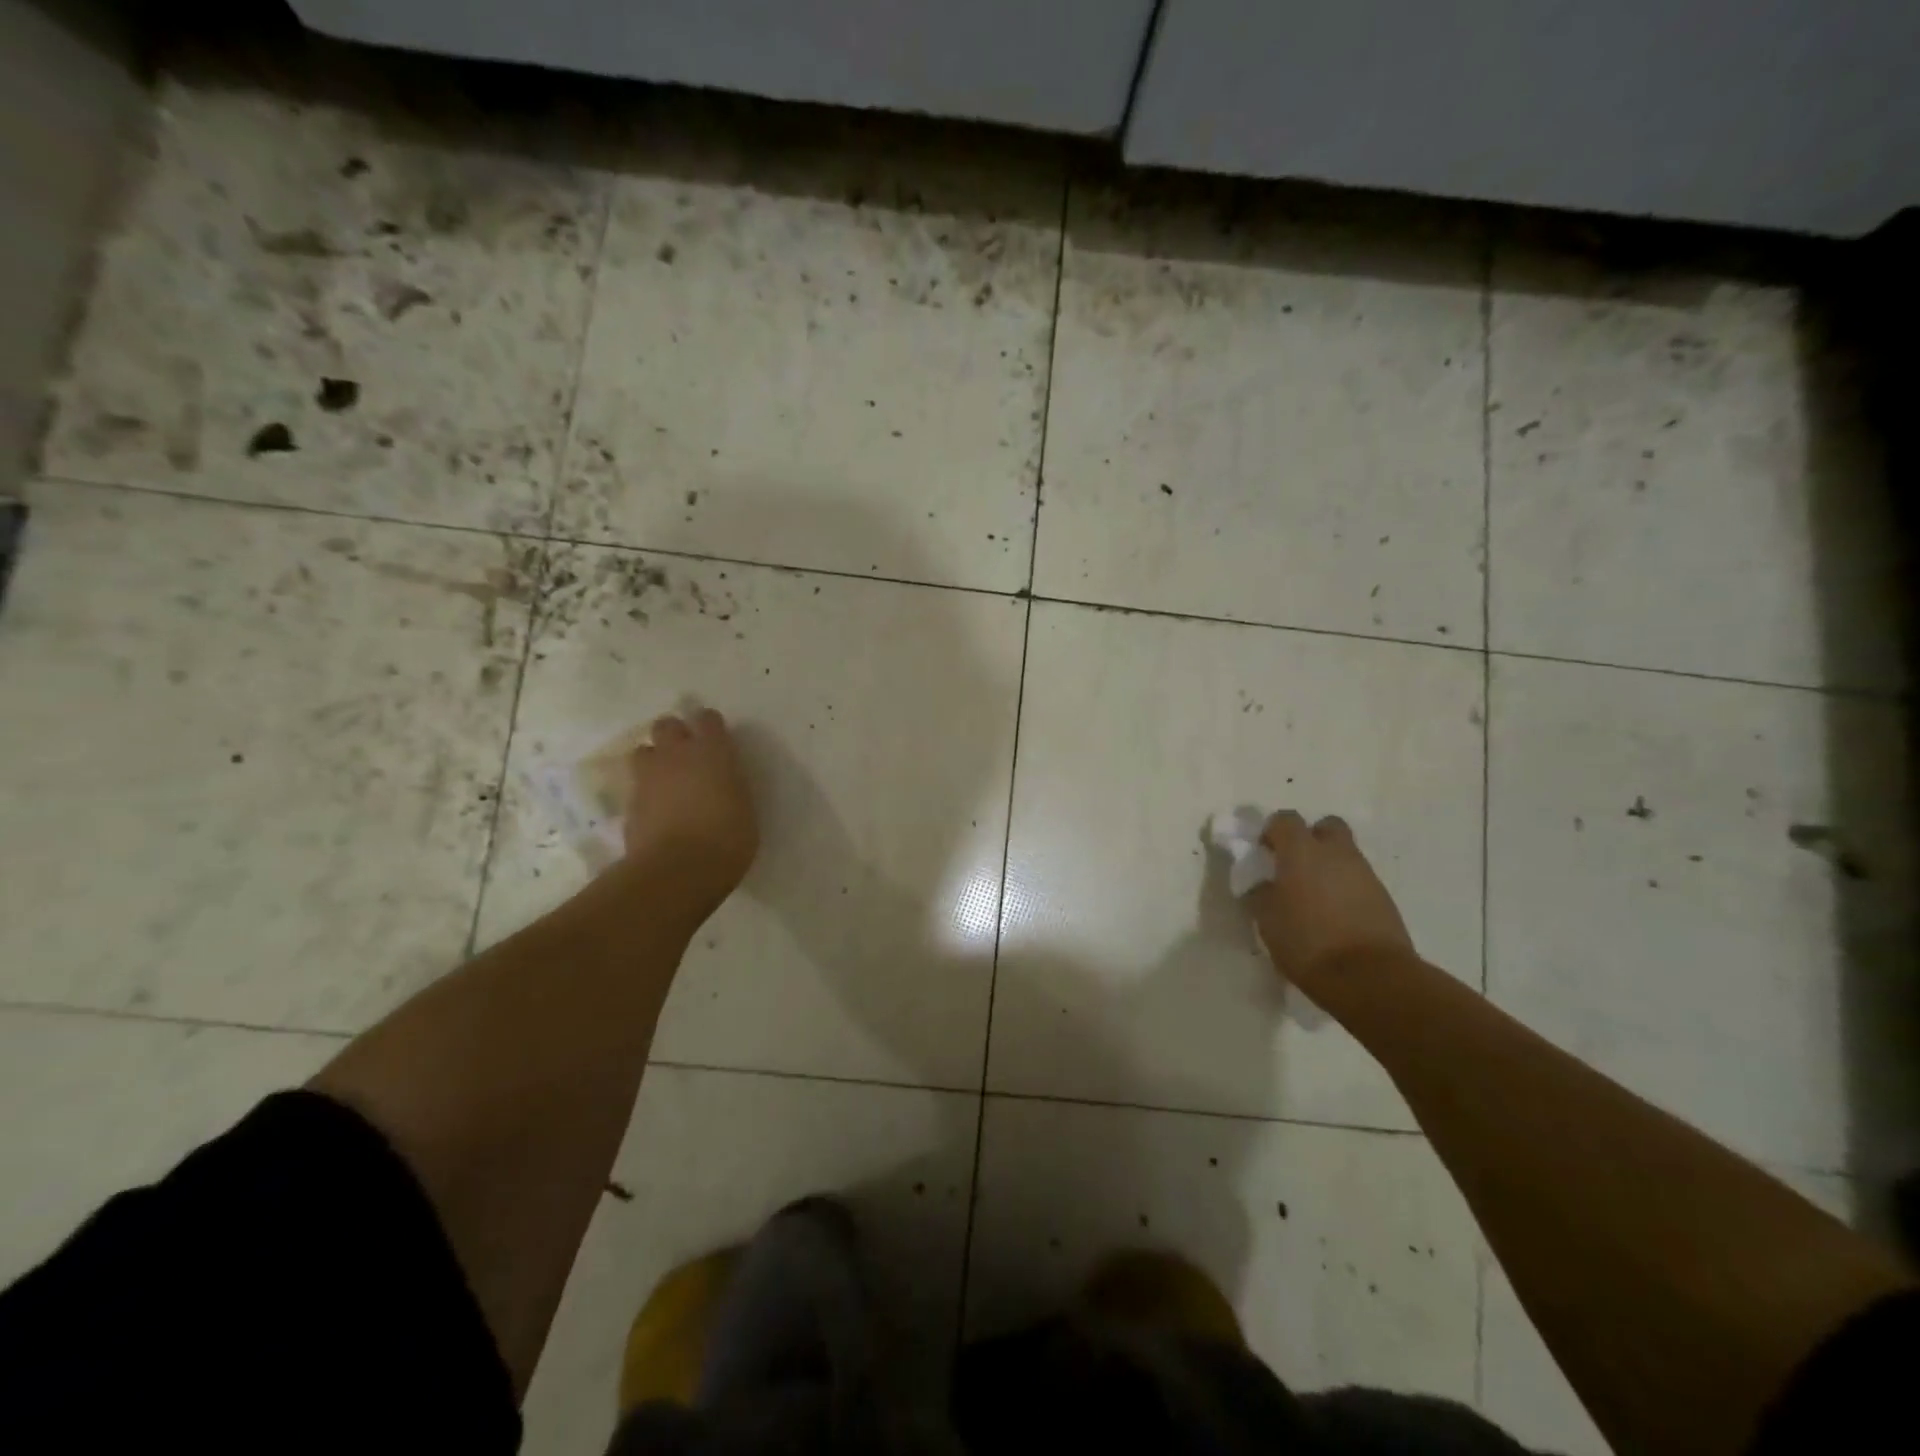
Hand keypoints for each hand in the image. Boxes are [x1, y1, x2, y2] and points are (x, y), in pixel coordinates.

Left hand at [623, 709, 758, 906]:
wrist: (678, 870)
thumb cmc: (727, 839)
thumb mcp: (744, 808)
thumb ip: (730, 786)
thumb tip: (722, 782)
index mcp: (712, 752)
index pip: (708, 719)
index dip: (711, 726)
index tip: (717, 739)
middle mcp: (676, 755)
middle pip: (666, 725)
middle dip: (674, 734)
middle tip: (687, 755)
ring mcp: (648, 778)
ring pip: (644, 751)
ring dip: (654, 760)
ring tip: (666, 780)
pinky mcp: (629, 803)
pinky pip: (637, 785)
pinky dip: (646, 792)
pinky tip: (657, 810)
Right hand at [1247, 812, 1413, 985]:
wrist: (1370, 977)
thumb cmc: (1307, 943)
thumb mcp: (1267, 920)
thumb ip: (1262, 894)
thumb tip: (1263, 885)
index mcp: (1302, 851)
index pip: (1285, 820)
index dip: (1272, 831)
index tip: (1264, 853)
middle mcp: (1336, 853)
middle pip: (1326, 827)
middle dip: (1310, 838)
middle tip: (1295, 865)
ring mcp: (1365, 874)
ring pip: (1345, 854)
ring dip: (1329, 866)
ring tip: (1314, 897)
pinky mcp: (1384, 898)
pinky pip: (1359, 880)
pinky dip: (1345, 888)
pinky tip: (1335, 915)